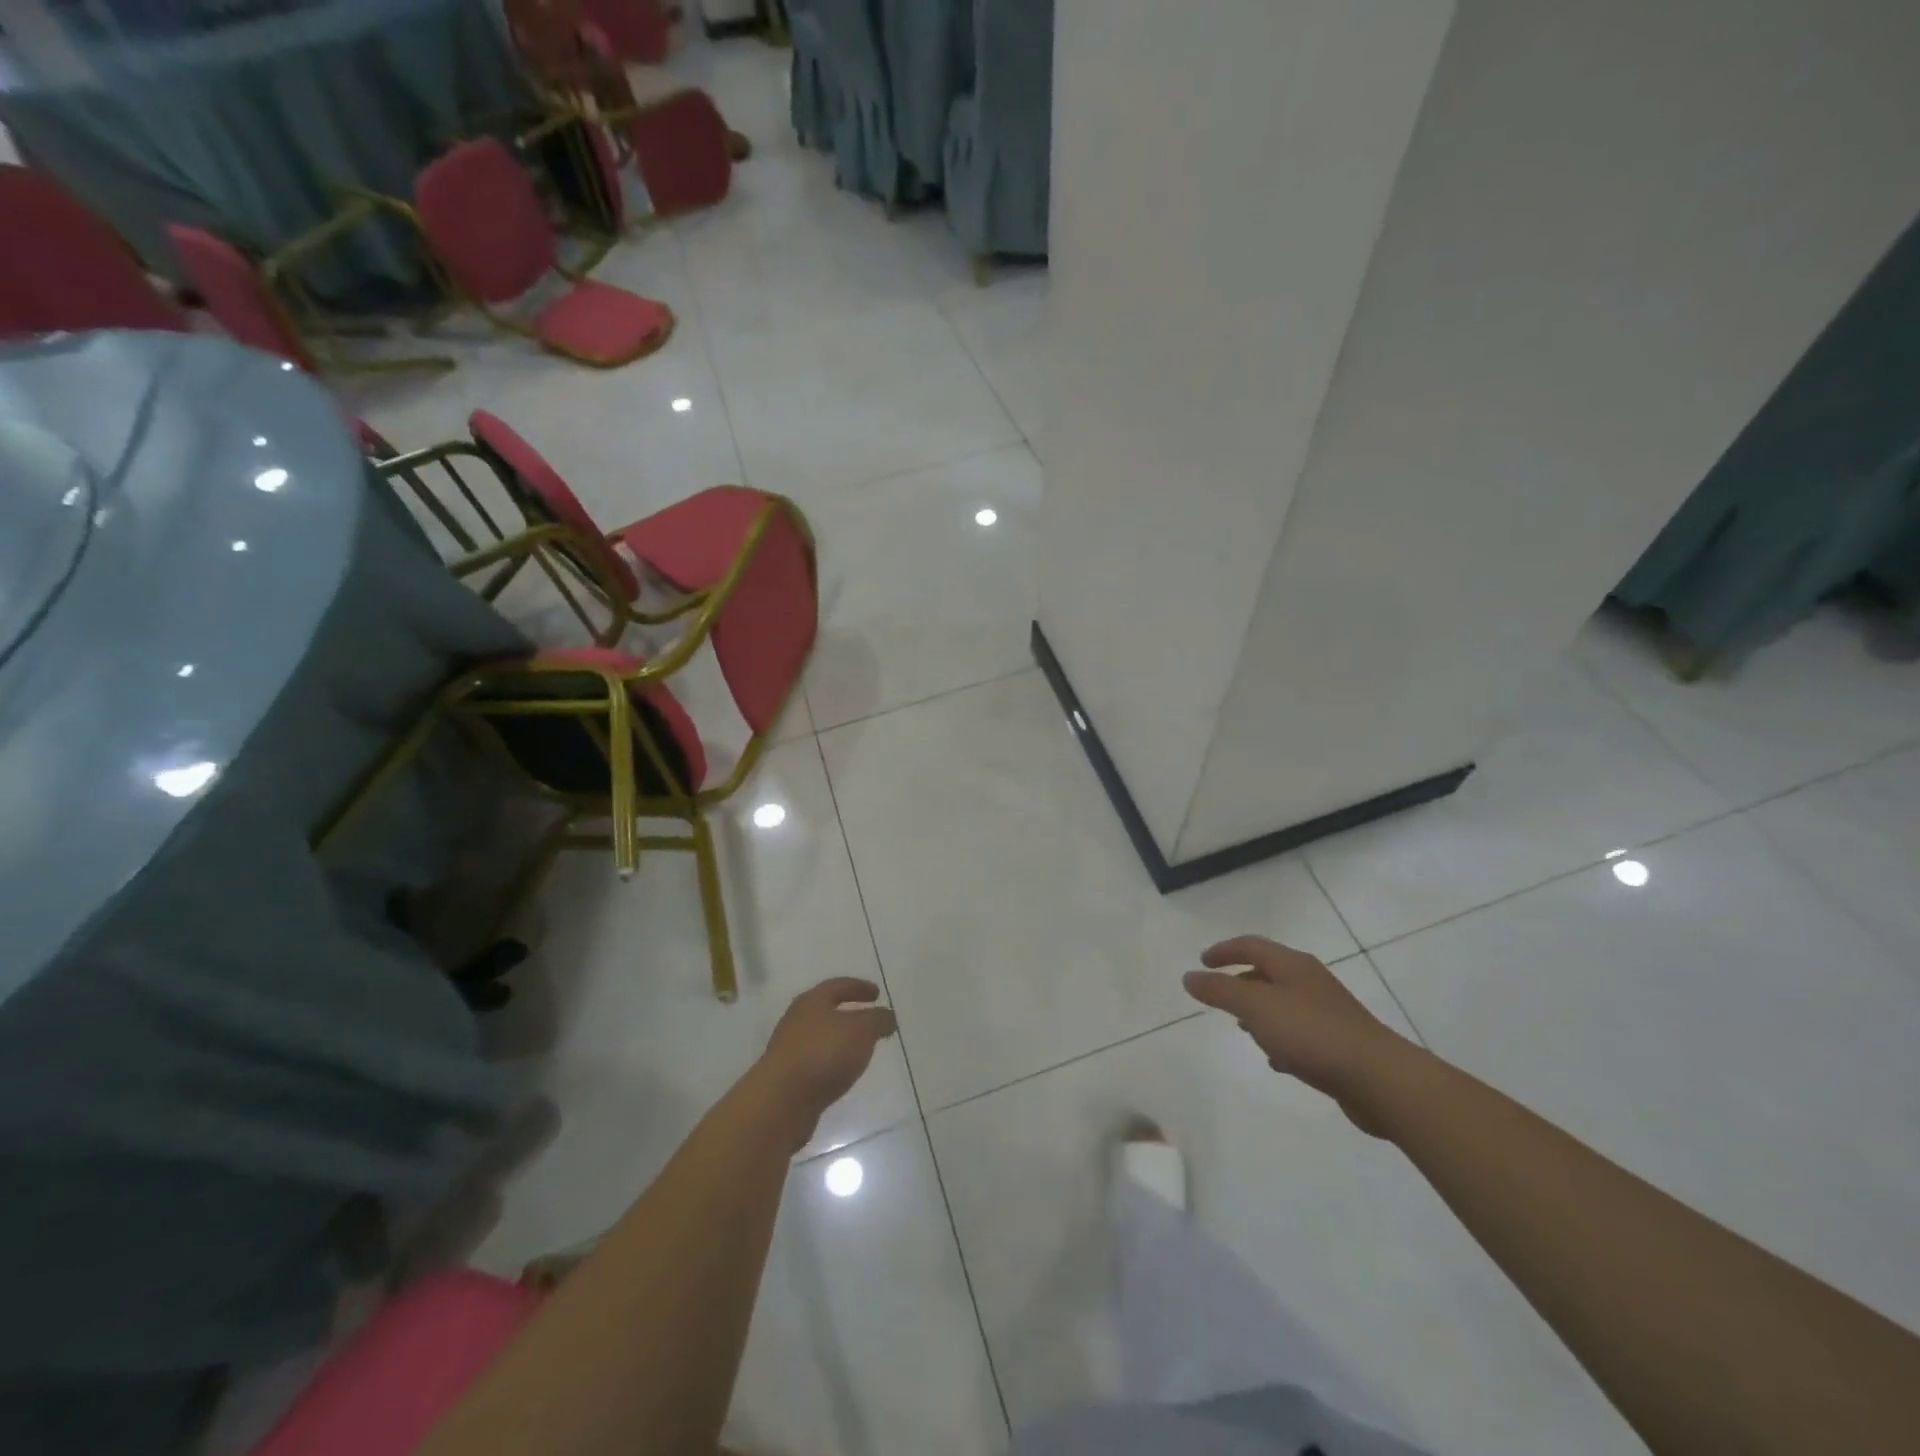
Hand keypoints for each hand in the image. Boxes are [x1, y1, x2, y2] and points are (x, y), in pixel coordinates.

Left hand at [754, 978, 897, 1130]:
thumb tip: (888, 1015)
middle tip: (870, 1020)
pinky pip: (816, 1062)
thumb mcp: (862, 1030)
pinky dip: (832, 1062)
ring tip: (861, 1050)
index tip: (877, 993)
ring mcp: (789, 1050)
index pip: (838, 986)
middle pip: (826, 1010)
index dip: (859, 987)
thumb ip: (878, 1020)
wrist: (780, 1101)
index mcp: (812, 1001)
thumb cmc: (823, 1054)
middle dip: (849, 1014)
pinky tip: (843, 1074)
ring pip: (821, 1038)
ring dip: (840, 1040)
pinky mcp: (787, 1078)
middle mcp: (797, 1020)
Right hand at [1183, 936, 1416, 1134]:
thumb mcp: (1255, 1007)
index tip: (1202, 962)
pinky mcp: (1339, 1042)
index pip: (1251, 945)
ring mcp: (1328, 1011)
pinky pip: (1300, 1031)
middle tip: (1219, 994)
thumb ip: (1220, 991)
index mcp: (1291, 965)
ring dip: (1260, 1011)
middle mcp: (1310, 981)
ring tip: (1242, 1028)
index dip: (1224, 951)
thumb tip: (1189, 976)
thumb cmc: (1311, 1033)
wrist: (1379, 1078)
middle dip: (1241, 980)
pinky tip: (1275, 1060)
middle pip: (1269, 971)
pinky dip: (1280, 1037)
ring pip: (1284, 1002)